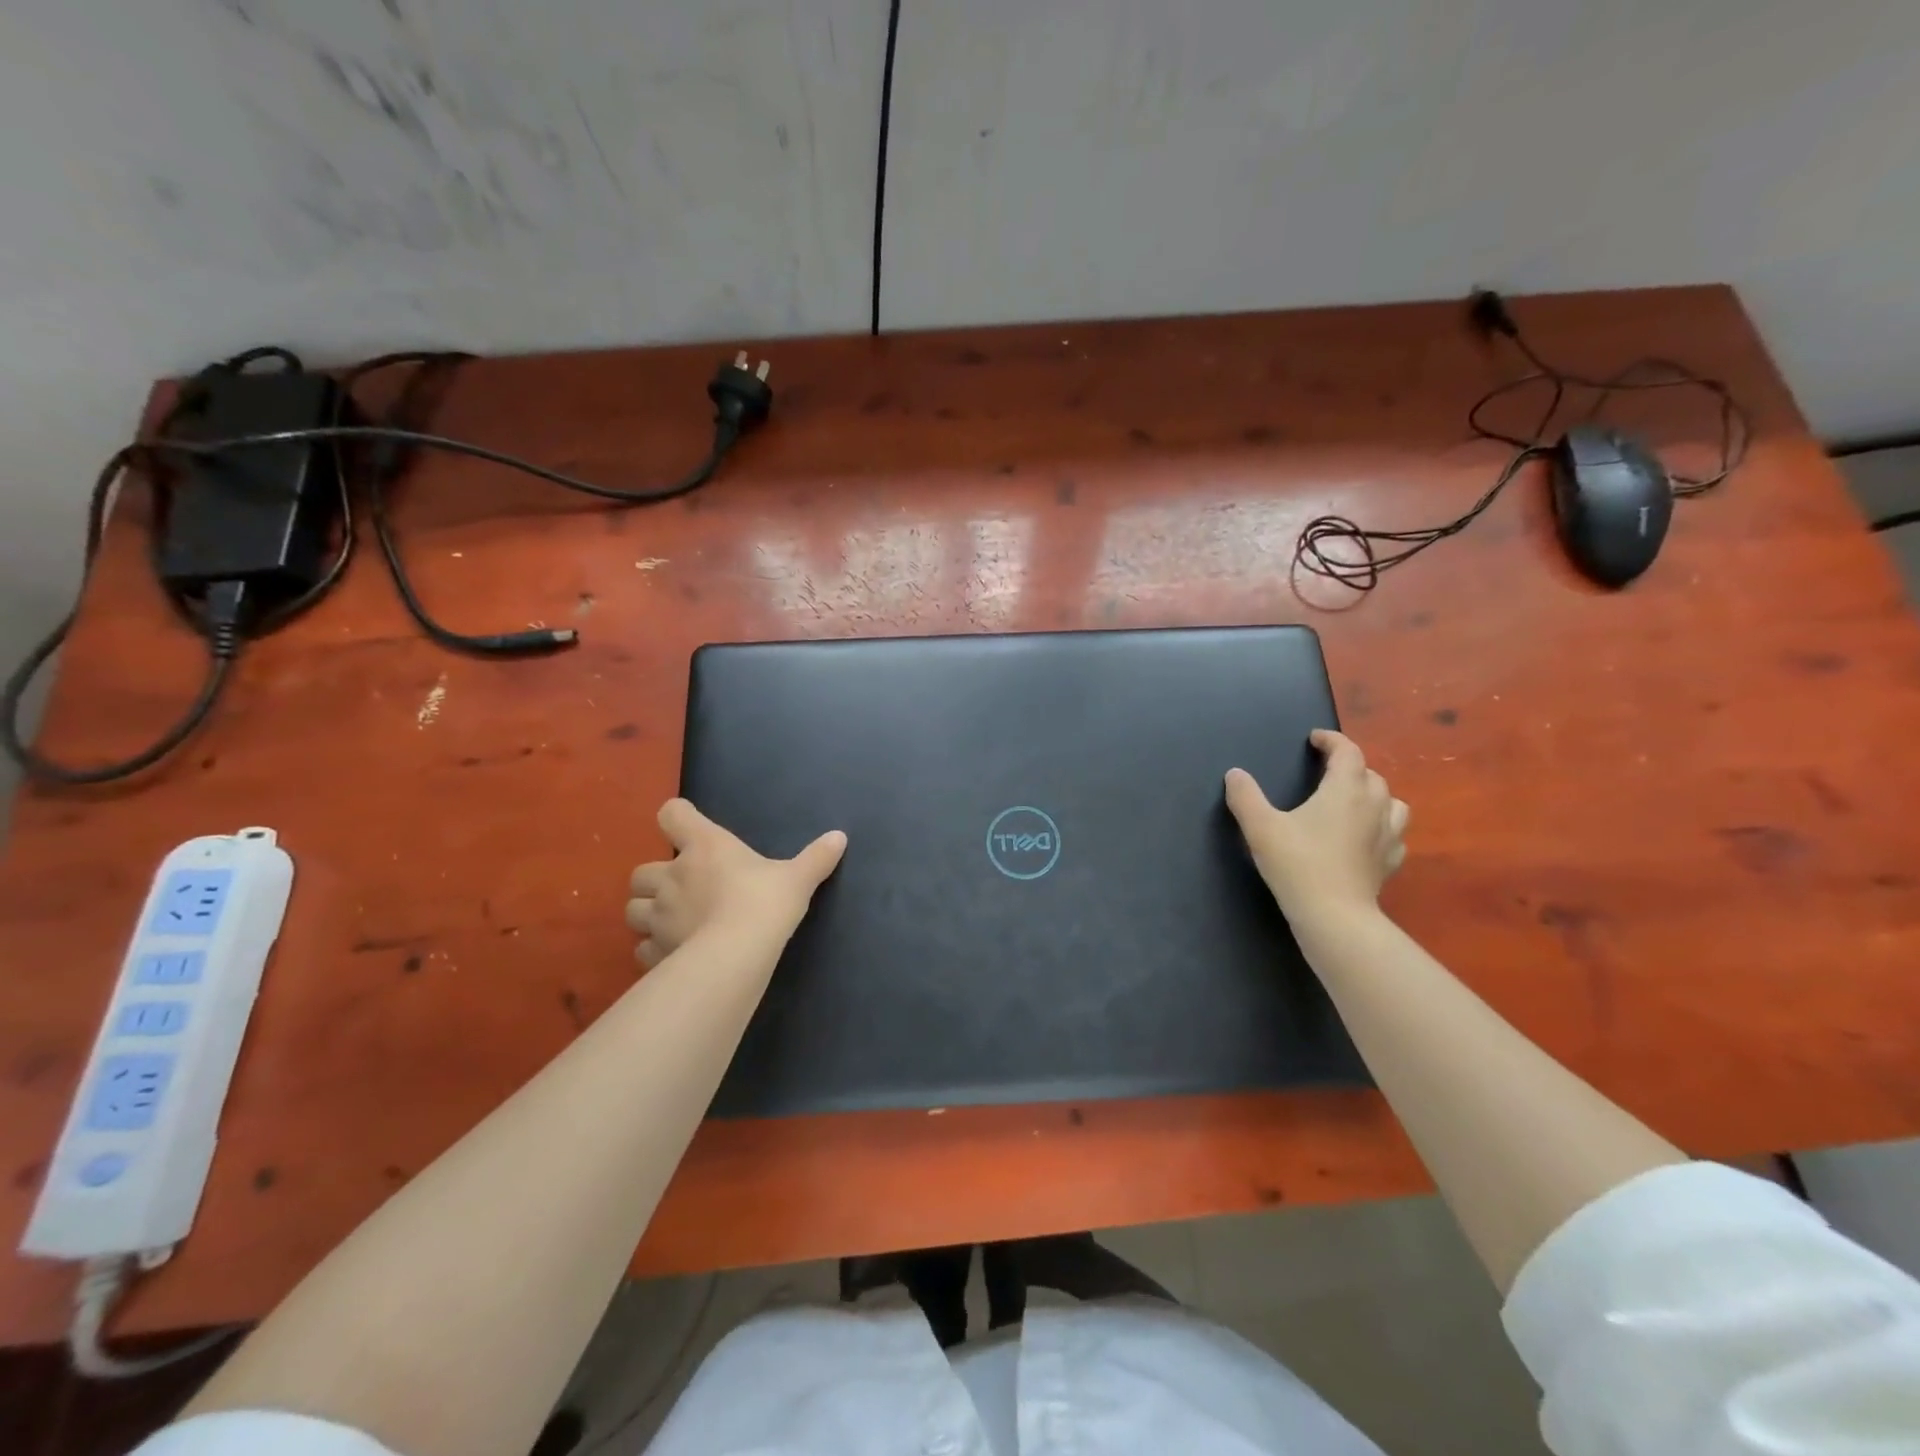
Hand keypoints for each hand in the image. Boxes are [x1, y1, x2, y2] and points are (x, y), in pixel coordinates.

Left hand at [625, 799, 846, 967]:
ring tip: (670, 922)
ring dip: (647, 913)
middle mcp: (673, 876)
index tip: (688, 826)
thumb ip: (816, 858)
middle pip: (641, 871)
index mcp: (705, 847)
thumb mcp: (797, 879)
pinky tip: (673, 953)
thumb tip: (840, 837)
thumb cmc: (764, 903)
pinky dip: (653, 949)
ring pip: (633, 910)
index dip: (678, 817)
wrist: (737, 954)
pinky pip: (642, 949)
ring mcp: (659, 916)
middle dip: (655, 879)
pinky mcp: (656, 951)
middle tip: (680, 888)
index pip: (672, 815)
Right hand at [1225, 730, 1407, 922]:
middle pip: (1370, 774)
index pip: (1347, 751)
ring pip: (1391, 801)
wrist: (1334, 916)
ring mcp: (1388, 835)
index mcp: (1346, 789)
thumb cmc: (1297, 864)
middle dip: (1349, 766)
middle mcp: (1374, 805)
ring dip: (1373, 794)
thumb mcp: (1260, 827)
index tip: (1315, 739)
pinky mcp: (1391, 861)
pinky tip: (1365, 837)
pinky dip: (1382, 827)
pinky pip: (1394, 834)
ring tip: (1352, 801)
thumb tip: (1235, 774)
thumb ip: (1245, 796)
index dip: (1332, 740)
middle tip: (1325, 772)